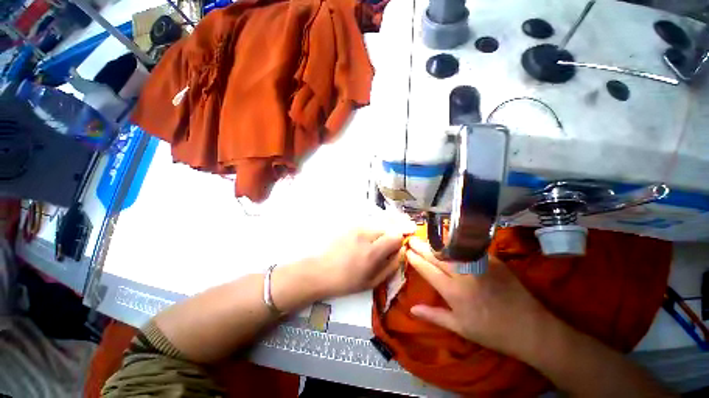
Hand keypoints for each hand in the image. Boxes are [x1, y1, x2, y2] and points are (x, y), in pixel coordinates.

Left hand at [311, 229, 407, 297]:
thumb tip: (402, 251)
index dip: (399, 241)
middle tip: (383, 249)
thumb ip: (391, 265)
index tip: (395, 249)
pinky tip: (362, 242)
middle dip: (390, 236)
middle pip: (388, 227)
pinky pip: (368, 225)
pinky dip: (371, 232)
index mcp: (372, 252)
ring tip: (371, 246)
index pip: (396, 235)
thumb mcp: (373, 281)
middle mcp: (365, 234)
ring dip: (380, 234)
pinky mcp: (350, 225)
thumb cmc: (347, 281)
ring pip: (378, 225)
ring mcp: (356, 227)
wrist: (321, 271)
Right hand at [406, 236, 551, 357]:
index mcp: (454, 292)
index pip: (428, 270)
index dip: (416, 260)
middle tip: (412, 239)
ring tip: (426, 239)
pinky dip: (456, 244)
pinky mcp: (492, 259)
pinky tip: (450, 241)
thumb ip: (434, 316)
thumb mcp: (460, 328)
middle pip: (437, 256)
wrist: (530, 327)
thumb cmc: (492, 331)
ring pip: (451, 249)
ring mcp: (479, 264)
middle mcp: (464, 274)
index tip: (407, 251)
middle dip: (421, 246)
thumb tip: (412, 309)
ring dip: (436, 243)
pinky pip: (469, 248)